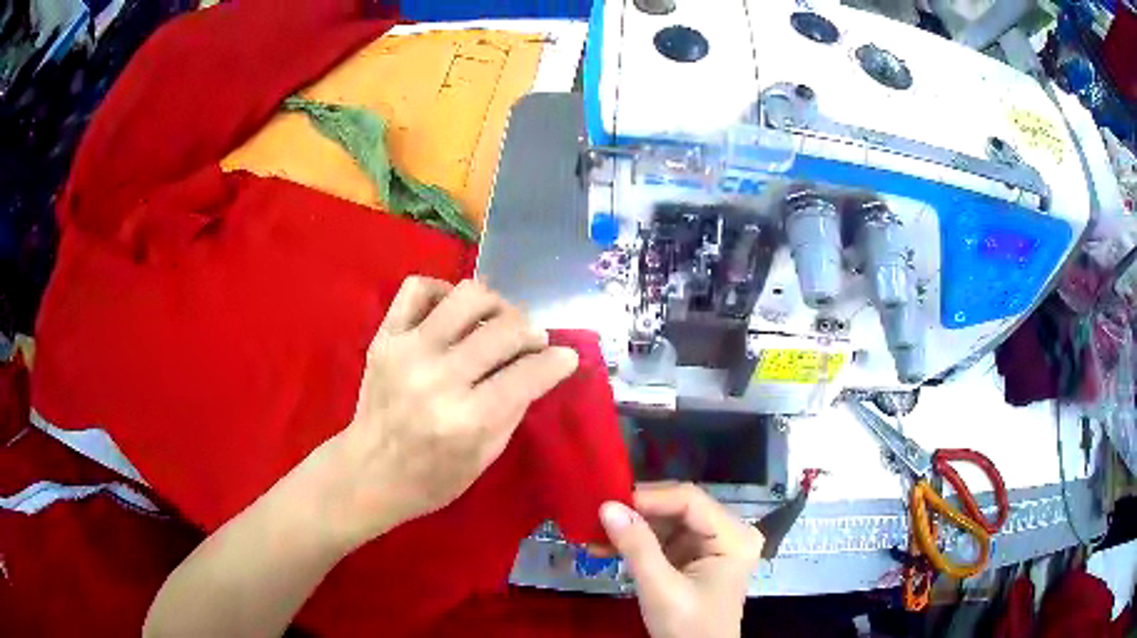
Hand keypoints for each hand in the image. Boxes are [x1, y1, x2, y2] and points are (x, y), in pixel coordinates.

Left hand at [325, 277, 578, 547]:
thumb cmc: (432, 478)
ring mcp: (407, 351)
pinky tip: (453, 312)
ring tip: (496, 322)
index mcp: (467, 419)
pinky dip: (443, 291)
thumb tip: (540, 366)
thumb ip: (515, 407)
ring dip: (495, 304)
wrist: (368, 472)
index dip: (557, 361)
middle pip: (504, 329)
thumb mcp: (486, 457)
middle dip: (531, 332)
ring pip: (467, 296)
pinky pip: (417, 288)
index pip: (528, 374)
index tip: (565, 357)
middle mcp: (438, 378)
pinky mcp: (385, 337)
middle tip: (532, 342)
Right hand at [600, 483, 763, 637]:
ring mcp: (712, 544)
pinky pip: (664, 538)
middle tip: (596, 514)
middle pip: (680, 507)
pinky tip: (606, 545)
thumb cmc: (688, 627)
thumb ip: (637, 547)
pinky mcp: (696, 555)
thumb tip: (607, 506)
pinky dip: (637, 542)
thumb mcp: (661, 589)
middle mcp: (729, 532)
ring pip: (668, 521)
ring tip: (593, 531)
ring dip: (632, 527)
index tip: (607, 502)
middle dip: (637, 512)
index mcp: (734, 537)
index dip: (649, 498)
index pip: (690, 501)